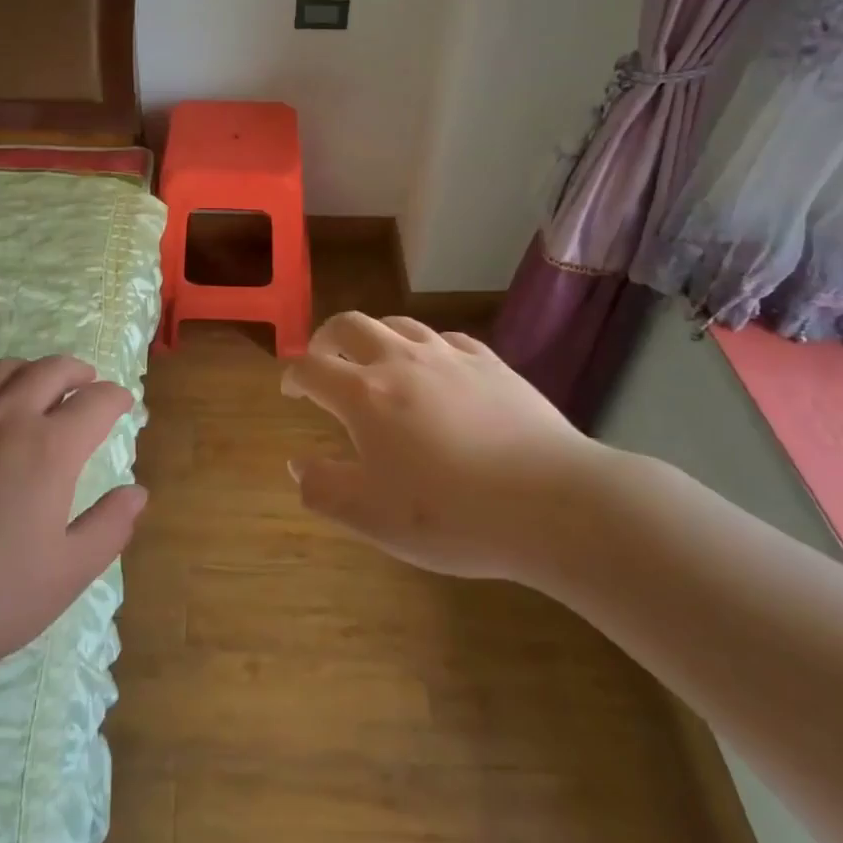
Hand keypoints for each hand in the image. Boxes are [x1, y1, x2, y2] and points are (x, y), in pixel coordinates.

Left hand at [0, 356, 146, 678]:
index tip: (122, 405)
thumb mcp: (63, 576)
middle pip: (52, 370)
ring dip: (29, 372)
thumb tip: (137, 492)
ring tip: (34, 388)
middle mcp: (6, 417)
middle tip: (85, 384)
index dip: (116, 399)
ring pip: (1, 370)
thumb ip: (108, 528)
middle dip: (78, 373)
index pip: (96, 402)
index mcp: (49, 448)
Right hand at [282, 313, 606, 585]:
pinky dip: (426, 345)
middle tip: (323, 359)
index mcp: (365, 395)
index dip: (294, 375)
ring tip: (375, 359)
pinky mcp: (490, 362)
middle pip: (349, 325)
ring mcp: (449, 356)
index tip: (290, 388)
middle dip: (326, 338)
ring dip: (374, 335)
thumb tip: (297, 466)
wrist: (552, 502)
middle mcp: (400, 361)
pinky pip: (446, 337)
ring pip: (398, 323)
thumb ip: (326, 490)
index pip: (312, 368)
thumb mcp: (374, 519)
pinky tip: (436, 365)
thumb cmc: (453, 514)